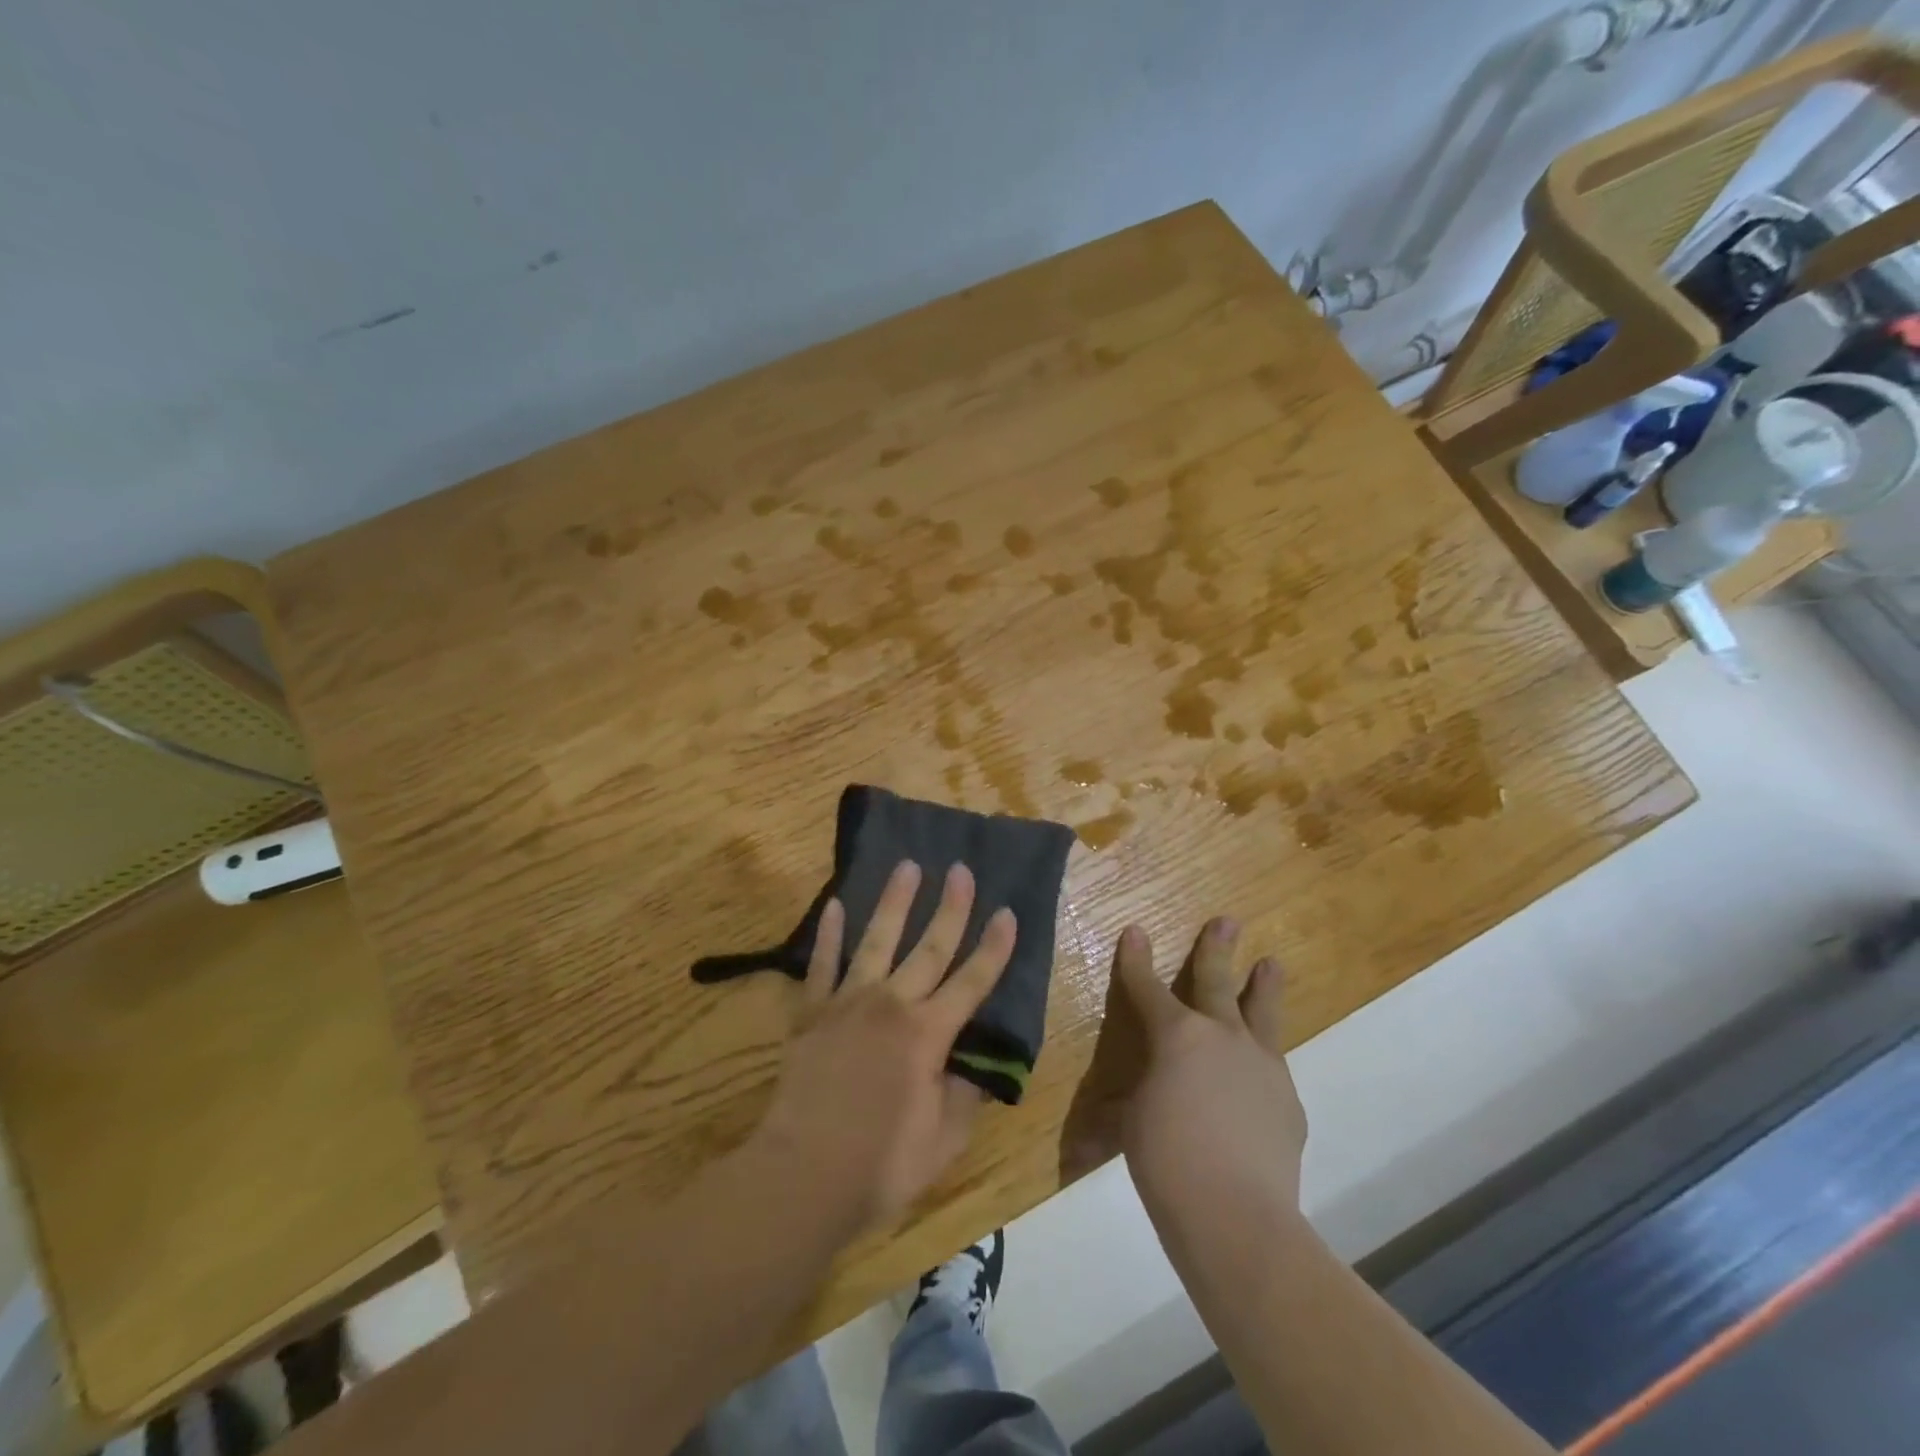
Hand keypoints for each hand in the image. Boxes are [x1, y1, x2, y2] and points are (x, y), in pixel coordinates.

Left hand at [750, 860, 1017, 1234]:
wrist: (802, 1174)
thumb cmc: (880, 1165)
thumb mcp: (943, 1141)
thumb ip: (964, 1096)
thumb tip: (977, 1066)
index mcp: (928, 1035)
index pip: (972, 982)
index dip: (994, 948)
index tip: (1008, 913)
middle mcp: (891, 1005)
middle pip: (929, 947)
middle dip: (950, 907)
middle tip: (961, 869)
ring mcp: (848, 1003)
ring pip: (877, 939)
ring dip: (895, 901)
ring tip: (908, 866)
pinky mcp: (812, 1012)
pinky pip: (822, 964)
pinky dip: (830, 934)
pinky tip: (836, 904)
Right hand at [1068, 918, 1307, 1221]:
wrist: (1237, 1214)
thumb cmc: (1166, 1160)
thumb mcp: (1131, 1127)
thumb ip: (1123, 1113)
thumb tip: (1091, 1136)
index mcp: (1176, 1036)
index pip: (1148, 987)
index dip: (1137, 959)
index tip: (1135, 931)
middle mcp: (1222, 1036)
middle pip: (1216, 981)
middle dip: (1216, 949)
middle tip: (1227, 921)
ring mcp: (1261, 1064)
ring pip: (1261, 1012)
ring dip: (1263, 985)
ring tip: (1271, 963)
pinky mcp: (1288, 1099)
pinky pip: (1274, 1065)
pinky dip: (1265, 1057)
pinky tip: (1265, 1068)